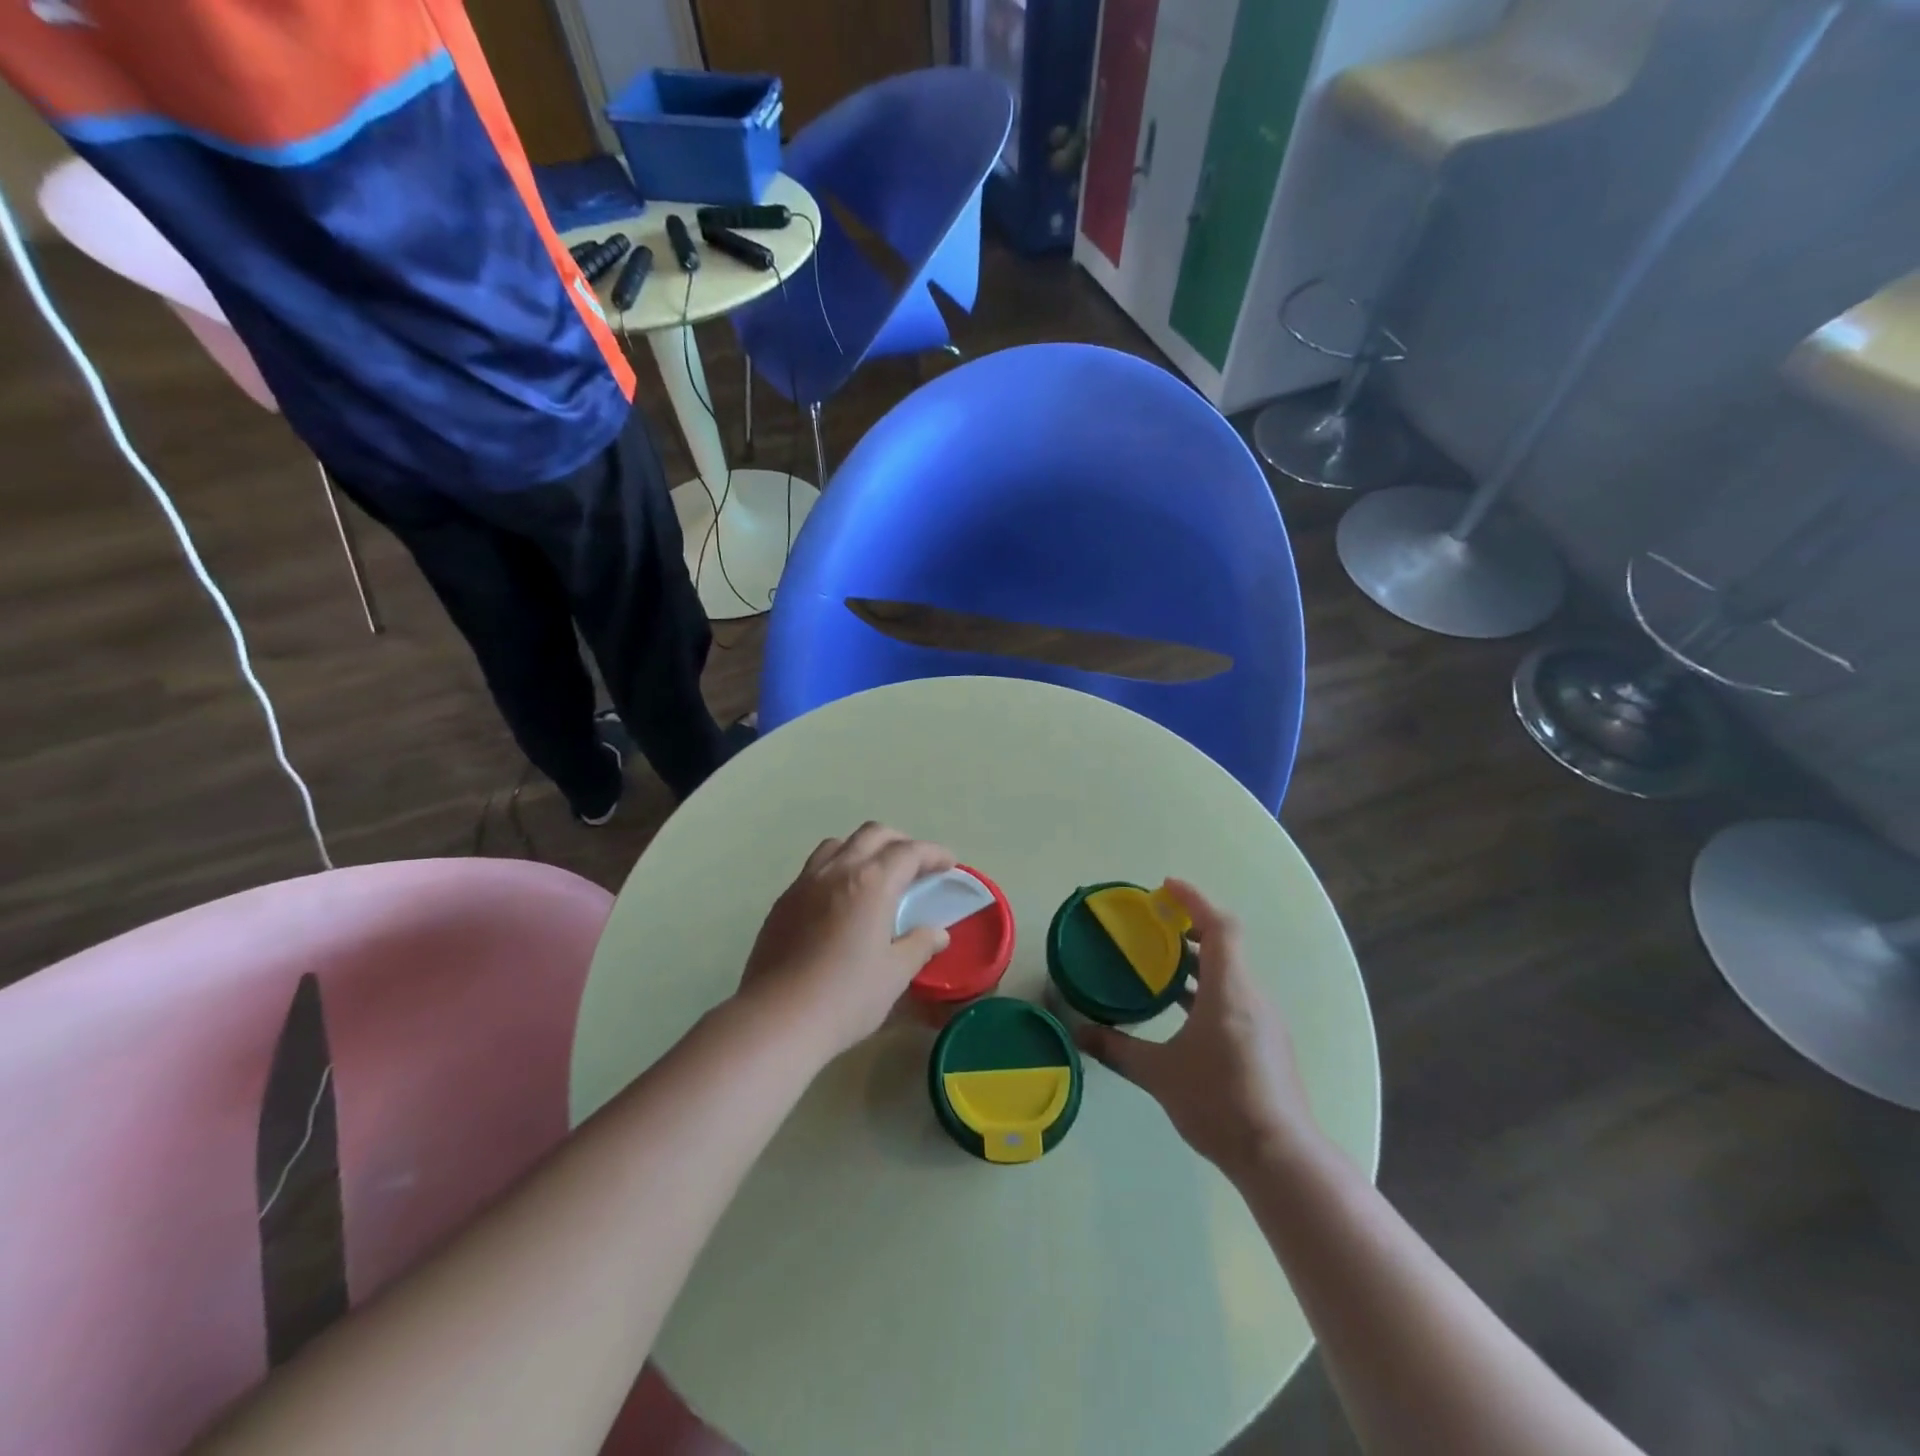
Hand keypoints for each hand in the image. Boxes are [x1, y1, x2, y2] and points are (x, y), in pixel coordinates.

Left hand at [739, 823, 956, 1056]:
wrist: (776, 1019)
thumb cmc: (845, 996)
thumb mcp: (894, 974)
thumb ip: (919, 945)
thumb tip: (937, 933)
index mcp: (871, 883)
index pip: (909, 852)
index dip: (933, 854)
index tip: (948, 864)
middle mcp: (837, 871)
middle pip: (873, 834)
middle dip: (900, 842)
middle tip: (916, 865)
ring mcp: (805, 883)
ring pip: (839, 844)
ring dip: (864, 848)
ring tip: (876, 874)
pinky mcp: (783, 901)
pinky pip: (815, 867)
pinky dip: (837, 868)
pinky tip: (841, 899)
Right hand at [1075, 879, 1325, 1178]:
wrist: (1280, 1157)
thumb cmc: (1219, 1102)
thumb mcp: (1159, 1074)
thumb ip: (1117, 1049)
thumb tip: (1080, 1033)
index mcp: (1230, 991)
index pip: (1219, 926)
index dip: (1194, 900)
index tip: (1165, 887)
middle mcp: (1251, 996)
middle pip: (1225, 945)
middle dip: (1190, 927)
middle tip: (1154, 924)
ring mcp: (1263, 1021)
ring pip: (1230, 973)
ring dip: (1198, 961)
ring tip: (1161, 964)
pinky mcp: (1266, 1043)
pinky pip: (1235, 996)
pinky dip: (1208, 987)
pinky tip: (1183, 1010)